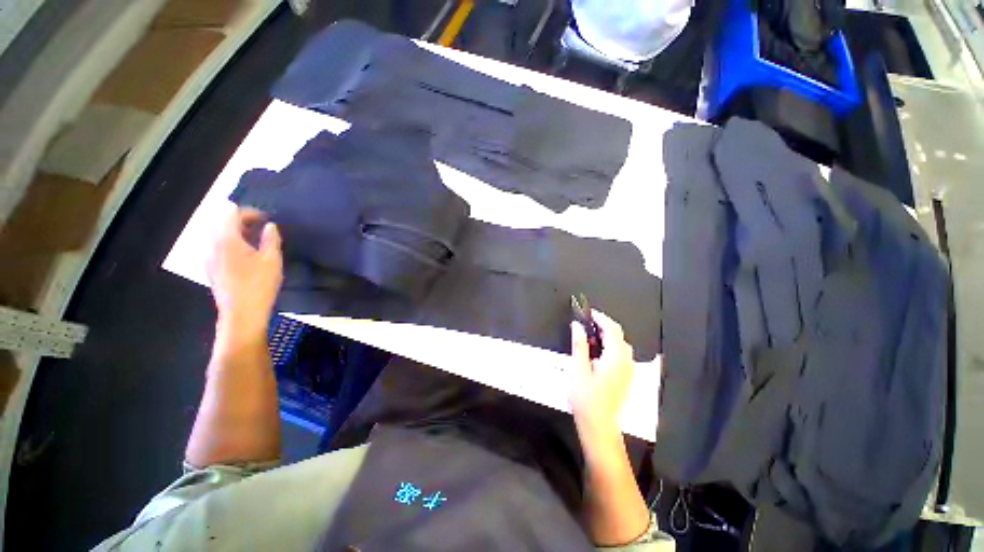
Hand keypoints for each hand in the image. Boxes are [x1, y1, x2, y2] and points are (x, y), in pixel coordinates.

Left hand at [207, 208, 282, 341]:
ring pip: (217, 234)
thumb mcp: (272, 260)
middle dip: (241, 220)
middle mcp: (211, 244)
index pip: (230, 211)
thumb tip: (270, 226)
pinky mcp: (210, 268)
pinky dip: (230, 243)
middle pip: (220, 220)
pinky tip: (246, 256)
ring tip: (255, 242)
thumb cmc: (259, 285)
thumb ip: (271, 239)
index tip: (266, 220)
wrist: (241, 314)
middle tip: (262, 229)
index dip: (249, 212)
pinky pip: (217, 246)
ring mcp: (208, 256)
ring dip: (235, 232)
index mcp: (226, 239)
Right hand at [569, 310, 634, 442]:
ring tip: (589, 338)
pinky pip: (620, 355)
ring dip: (607, 337)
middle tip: (586, 324)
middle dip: (604, 326)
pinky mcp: (625, 378)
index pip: (612, 329)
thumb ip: (579, 344)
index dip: (601, 318)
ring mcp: (627, 371)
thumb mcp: (578, 368)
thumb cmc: (586, 398)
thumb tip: (577, 326)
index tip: (589, 312)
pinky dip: (610, 347)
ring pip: (620, 346)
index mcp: (615, 357)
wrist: (598, 425)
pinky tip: (597, 353)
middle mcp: (626, 362)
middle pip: (619, 336)